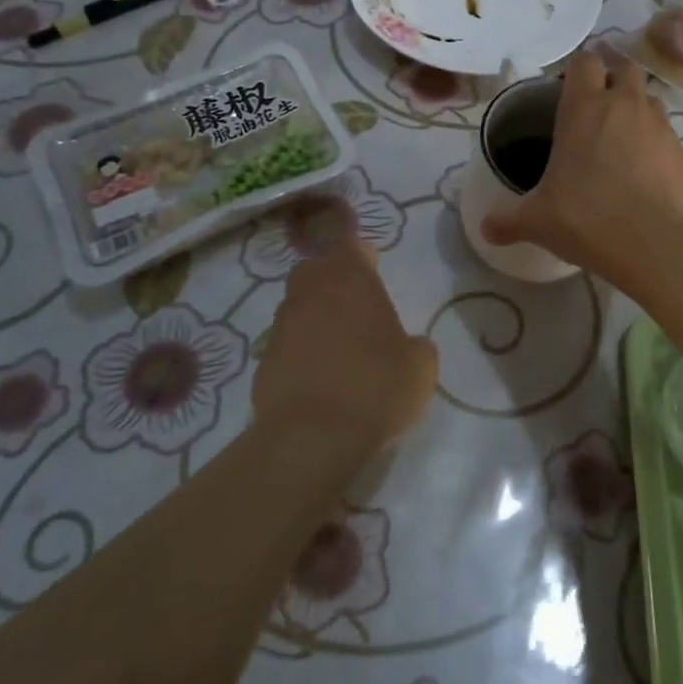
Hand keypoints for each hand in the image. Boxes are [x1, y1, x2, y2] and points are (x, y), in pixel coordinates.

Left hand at [252, 239, 438, 454]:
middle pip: (314, 270)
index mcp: (351, 279)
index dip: (361, 256)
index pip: (350, 245)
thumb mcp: (420, 367)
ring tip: (334, 346)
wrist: (313, 438)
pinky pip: (283, 345)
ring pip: (295, 306)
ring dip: (312, 317)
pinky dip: (297, 353)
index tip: (372, 269)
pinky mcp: (263, 362)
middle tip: (352, 305)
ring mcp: (282, 327)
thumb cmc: (376, 387)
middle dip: (329, 280)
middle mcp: (311, 293)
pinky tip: (315, 379)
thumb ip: (415, 346)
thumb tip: (408, 347)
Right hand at [481, 49, 682, 276]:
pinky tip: (648, 180)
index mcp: (584, 108)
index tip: (569, 91)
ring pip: (652, 101)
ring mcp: (661, 127)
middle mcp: (626, 105)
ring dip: (639, 113)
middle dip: (614, 82)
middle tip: (599, 114)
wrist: (651, 245)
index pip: (584, 60)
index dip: (578, 70)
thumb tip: (486, 229)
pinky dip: (659, 151)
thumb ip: (508, 219)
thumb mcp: (536, 220)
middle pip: (625, 69)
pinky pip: (670, 140)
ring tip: (625, 145)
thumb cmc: (584, 218)